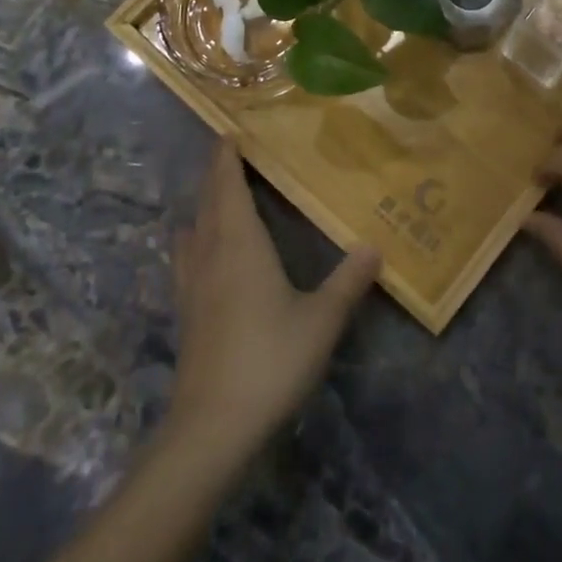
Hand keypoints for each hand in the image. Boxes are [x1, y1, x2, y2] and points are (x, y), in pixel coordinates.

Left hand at [167, 142, 379, 462]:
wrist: (211, 428)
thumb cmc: (269, 360)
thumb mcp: (322, 319)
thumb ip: (349, 281)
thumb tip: (375, 245)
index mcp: (240, 245)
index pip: (228, 187)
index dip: (226, 158)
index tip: (228, 133)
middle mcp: (211, 255)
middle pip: (207, 204)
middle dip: (215, 176)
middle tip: (228, 154)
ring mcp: (193, 287)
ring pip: (192, 231)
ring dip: (203, 207)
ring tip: (217, 198)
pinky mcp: (187, 315)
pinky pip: (188, 258)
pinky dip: (196, 239)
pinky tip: (207, 255)